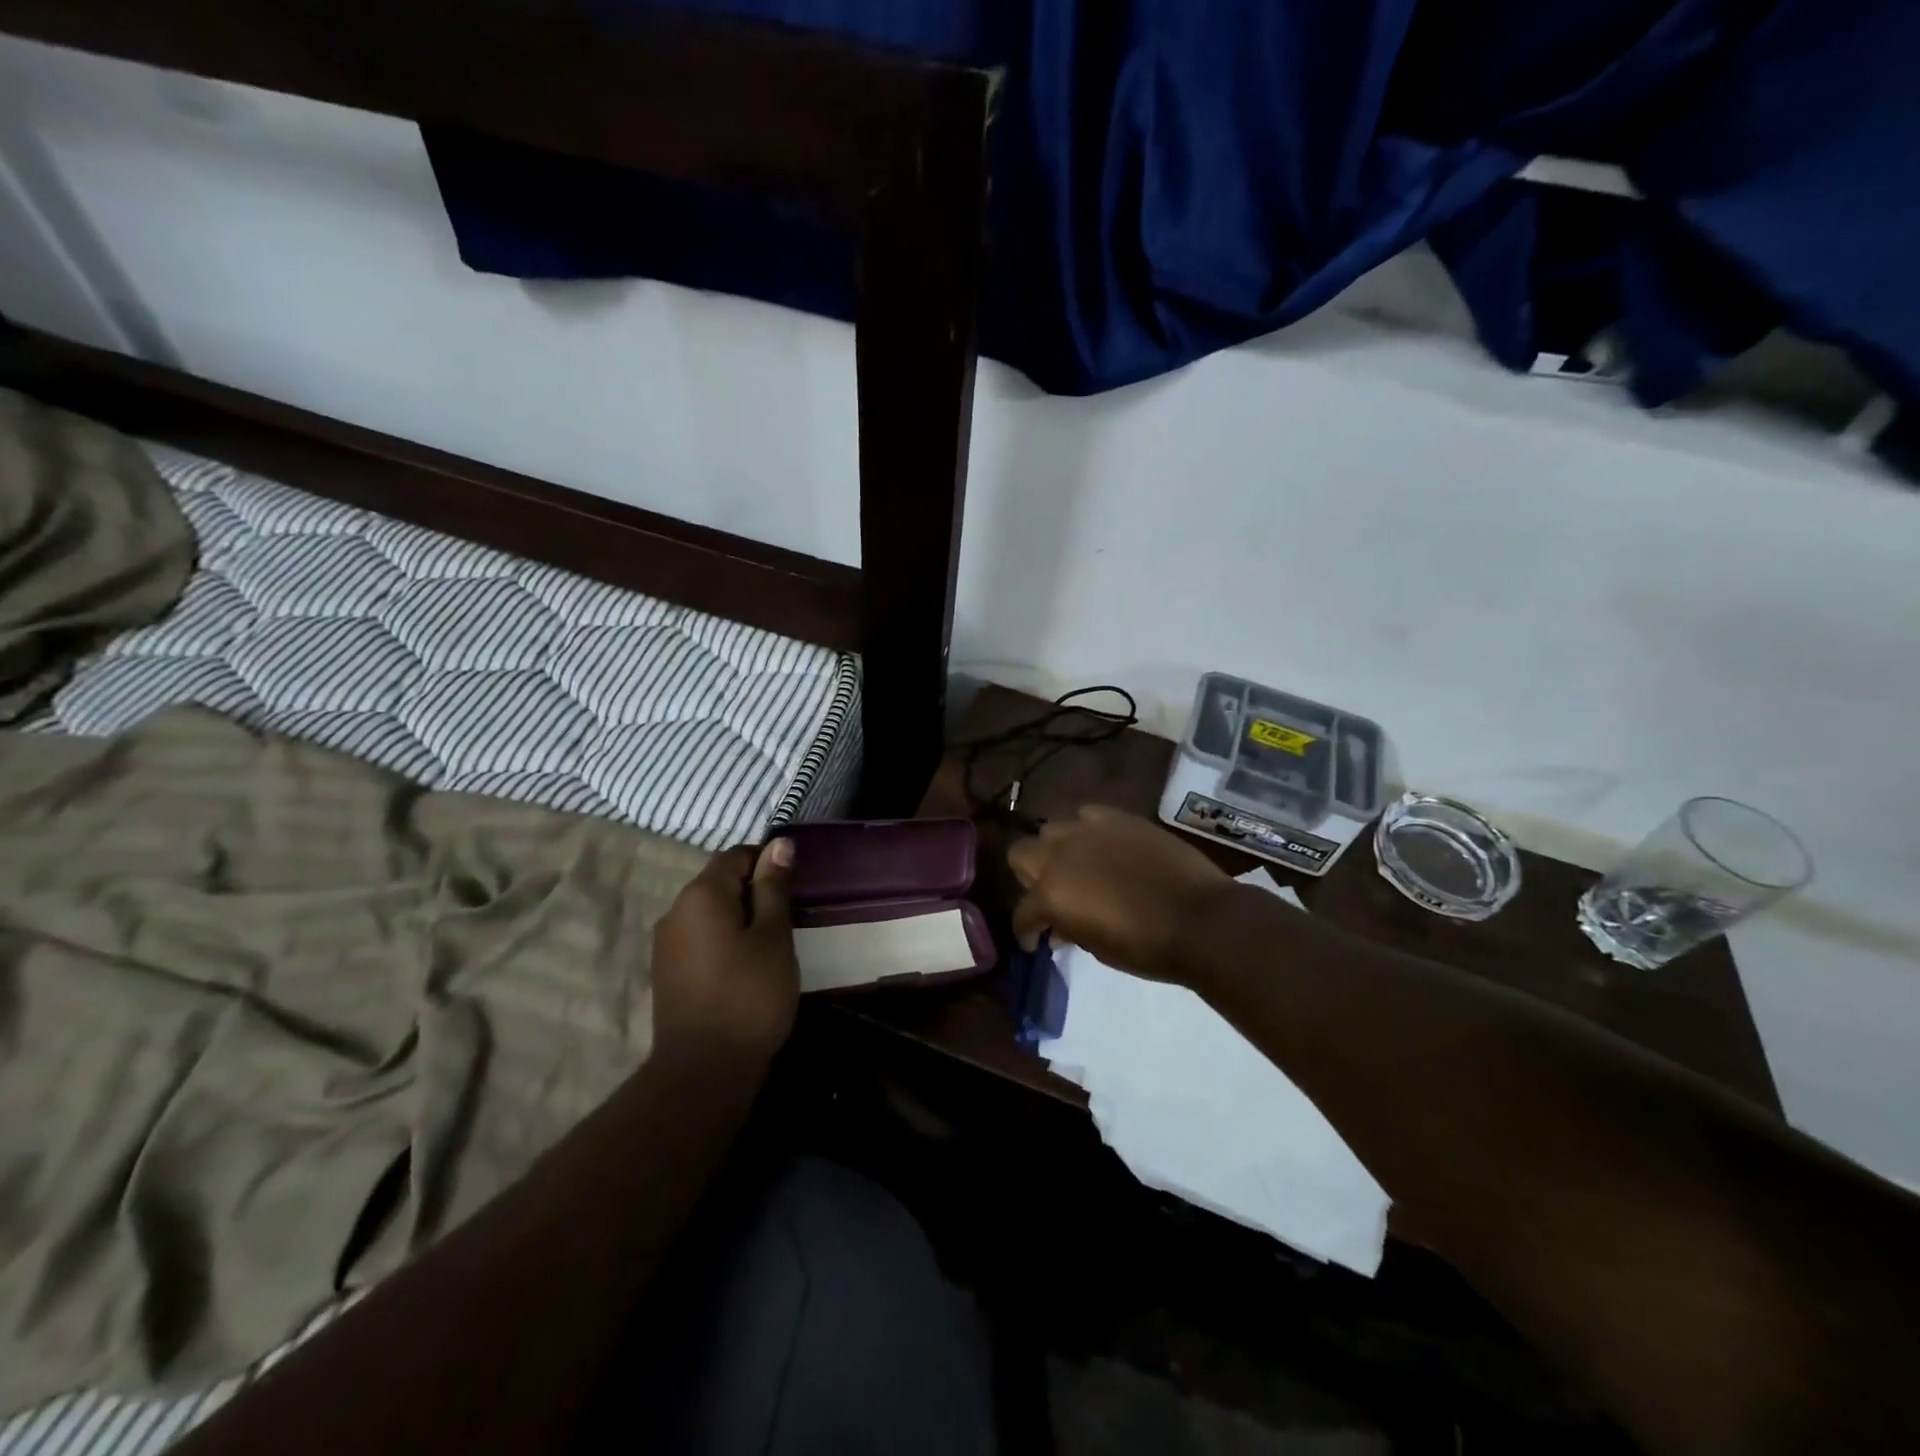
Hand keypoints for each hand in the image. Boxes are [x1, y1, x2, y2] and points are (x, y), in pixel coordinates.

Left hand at [650, 838, 799, 1064]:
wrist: (704, 1070)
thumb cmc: (750, 994)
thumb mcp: (773, 936)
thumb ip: (773, 887)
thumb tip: (779, 844)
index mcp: (701, 894)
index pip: (736, 855)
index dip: (767, 863)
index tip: (793, 889)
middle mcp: (675, 911)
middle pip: (719, 882)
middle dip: (754, 892)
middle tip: (787, 920)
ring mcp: (665, 943)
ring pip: (709, 912)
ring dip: (739, 918)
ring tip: (770, 946)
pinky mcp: (666, 972)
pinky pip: (699, 938)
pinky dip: (723, 941)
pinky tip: (744, 968)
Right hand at [1008, 805, 1233, 982]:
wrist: (1200, 919)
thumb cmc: (1147, 947)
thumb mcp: (1096, 948)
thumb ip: (1069, 929)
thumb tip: (1060, 925)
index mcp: (1050, 894)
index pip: (1022, 912)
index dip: (1026, 930)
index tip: (1035, 940)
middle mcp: (1059, 854)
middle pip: (1021, 853)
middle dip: (1029, 877)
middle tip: (1051, 896)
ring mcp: (1088, 830)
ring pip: (1052, 829)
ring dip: (1057, 849)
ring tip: (1077, 866)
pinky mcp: (1117, 817)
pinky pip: (1088, 815)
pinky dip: (1089, 831)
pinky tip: (1104, 846)